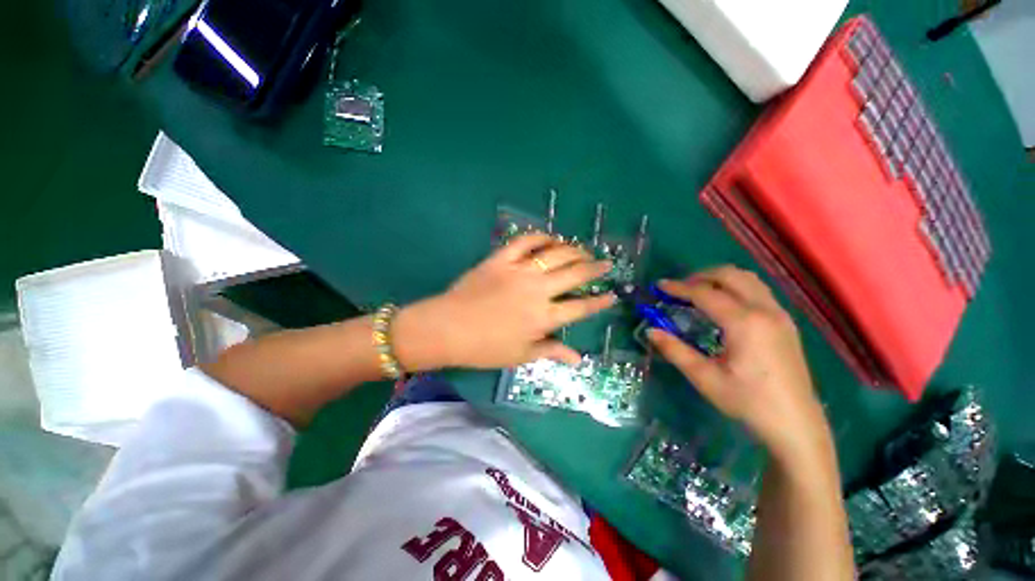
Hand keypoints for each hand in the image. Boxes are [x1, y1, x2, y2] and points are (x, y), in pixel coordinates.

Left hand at [394, 233, 616, 370]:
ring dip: (574, 250)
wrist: (446, 329)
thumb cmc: (484, 348)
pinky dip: (540, 236)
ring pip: (555, 254)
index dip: (599, 301)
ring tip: (583, 250)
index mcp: (543, 317)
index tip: (611, 294)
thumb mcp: (520, 355)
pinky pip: (524, 241)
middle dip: (595, 268)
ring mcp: (519, 271)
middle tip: (605, 263)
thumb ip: (551, 352)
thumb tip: (578, 358)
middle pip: (574, 274)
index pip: (580, 307)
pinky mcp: (501, 259)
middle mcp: (537, 291)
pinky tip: (550, 238)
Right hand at [647, 266, 830, 463]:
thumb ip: (675, 350)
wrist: (796, 425)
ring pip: (748, 279)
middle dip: (700, 276)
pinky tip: (724, 305)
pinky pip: (758, 291)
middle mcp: (765, 311)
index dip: (678, 288)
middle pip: (730, 275)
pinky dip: (736, 287)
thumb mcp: (705, 378)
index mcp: (745, 323)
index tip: (659, 286)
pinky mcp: (786, 323)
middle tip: (679, 289)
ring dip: (720, 279)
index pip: (705, 293)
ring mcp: (780, 315)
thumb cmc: (748, 402)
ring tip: (699, 292)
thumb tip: (650, 331)